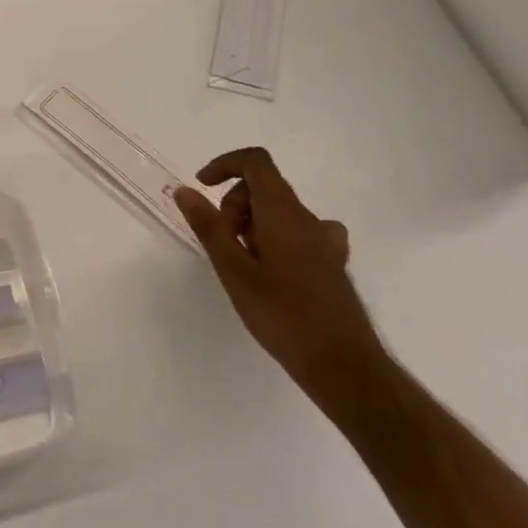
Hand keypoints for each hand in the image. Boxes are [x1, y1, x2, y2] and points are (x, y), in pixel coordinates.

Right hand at [173, 147, 384, 392]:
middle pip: (263, 188)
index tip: (203, 187)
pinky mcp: (332, 264)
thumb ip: (208, 226)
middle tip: (222, 244)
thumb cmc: (282, 314)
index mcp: (282, 211)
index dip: (225, 165)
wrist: (343, 365)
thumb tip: (185, 190)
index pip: (255, 162)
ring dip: (253, 225)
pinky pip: (299, 234)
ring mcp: (325, 241)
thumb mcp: (233, 270)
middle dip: (233, 205)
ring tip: (243, 264)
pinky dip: (277, 239)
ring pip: (279, 212)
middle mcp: (307, 218)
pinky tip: (272, 271)